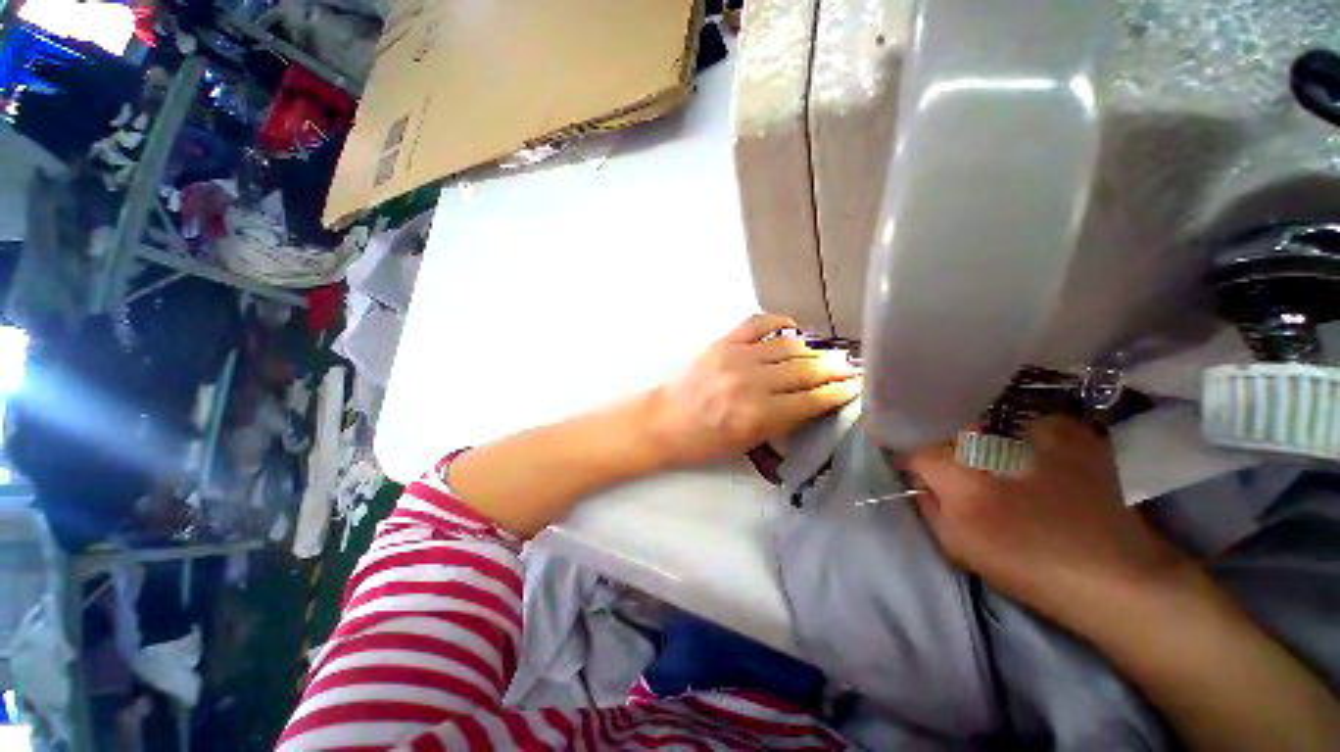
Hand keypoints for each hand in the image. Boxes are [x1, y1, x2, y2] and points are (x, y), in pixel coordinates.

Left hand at [646, 314, 861, 467]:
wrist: (664, 421)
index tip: (857, 386)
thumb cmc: (704, 441)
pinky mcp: (722, 342)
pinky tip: (793, 329)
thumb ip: (783, 423)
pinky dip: (779, 322)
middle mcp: (751, 383)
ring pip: (787, 347)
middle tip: (853, 366)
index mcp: (758, 415)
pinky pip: (758, 324)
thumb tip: (813, 401)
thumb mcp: (747, 444)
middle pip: (805, 370)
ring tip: (829, 352)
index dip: (838, 392)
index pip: (811, 400)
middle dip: (834, 368)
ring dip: (813, 349)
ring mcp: (736, 357)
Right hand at [907, 416, 1191, 625]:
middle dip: (939, 436)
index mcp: (963, 481)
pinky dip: (1015, 429)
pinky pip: (1023, 418)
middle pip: (946, 425)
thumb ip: (926, 501)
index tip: (904, 453)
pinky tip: (1025, 449)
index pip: (915, 445)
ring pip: (984, 416)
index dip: (905, 447)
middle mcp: (996, 448)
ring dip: (976, 430)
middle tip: (946, 455)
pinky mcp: (1071, 430)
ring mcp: (1038, 432)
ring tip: (986, 449)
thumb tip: (915, 472)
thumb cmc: (1027, 567)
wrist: (1114, 573)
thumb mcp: (957, 544)